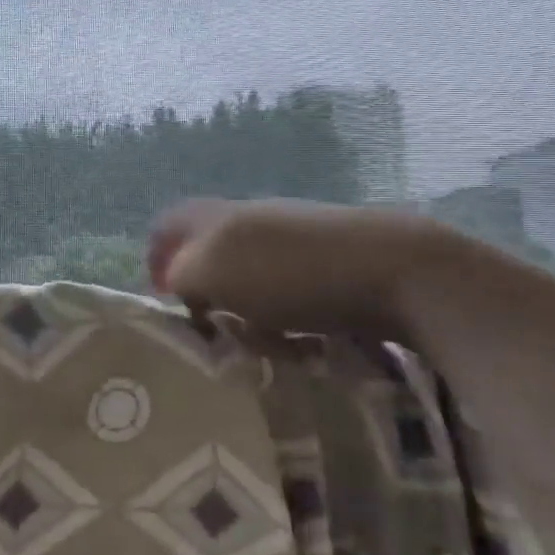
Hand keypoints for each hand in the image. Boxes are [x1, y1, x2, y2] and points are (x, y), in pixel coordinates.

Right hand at [146, 197, 457, 342]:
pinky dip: (282, 311)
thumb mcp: (215, 269)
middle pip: (210, 247)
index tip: (161, 296)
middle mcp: (255, 219)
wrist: (399, 272)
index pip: (170, 223)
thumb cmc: (293, 272)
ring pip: (251, 270)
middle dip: (202, 286)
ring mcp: (298, 237)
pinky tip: (296, 337)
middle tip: (205, 324)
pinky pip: (290, 287)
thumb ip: (182, 273)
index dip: (156, 255)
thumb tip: (176, 281)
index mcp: (221, 215)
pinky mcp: (335, 262)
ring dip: (242, 303)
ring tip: (251, 338)